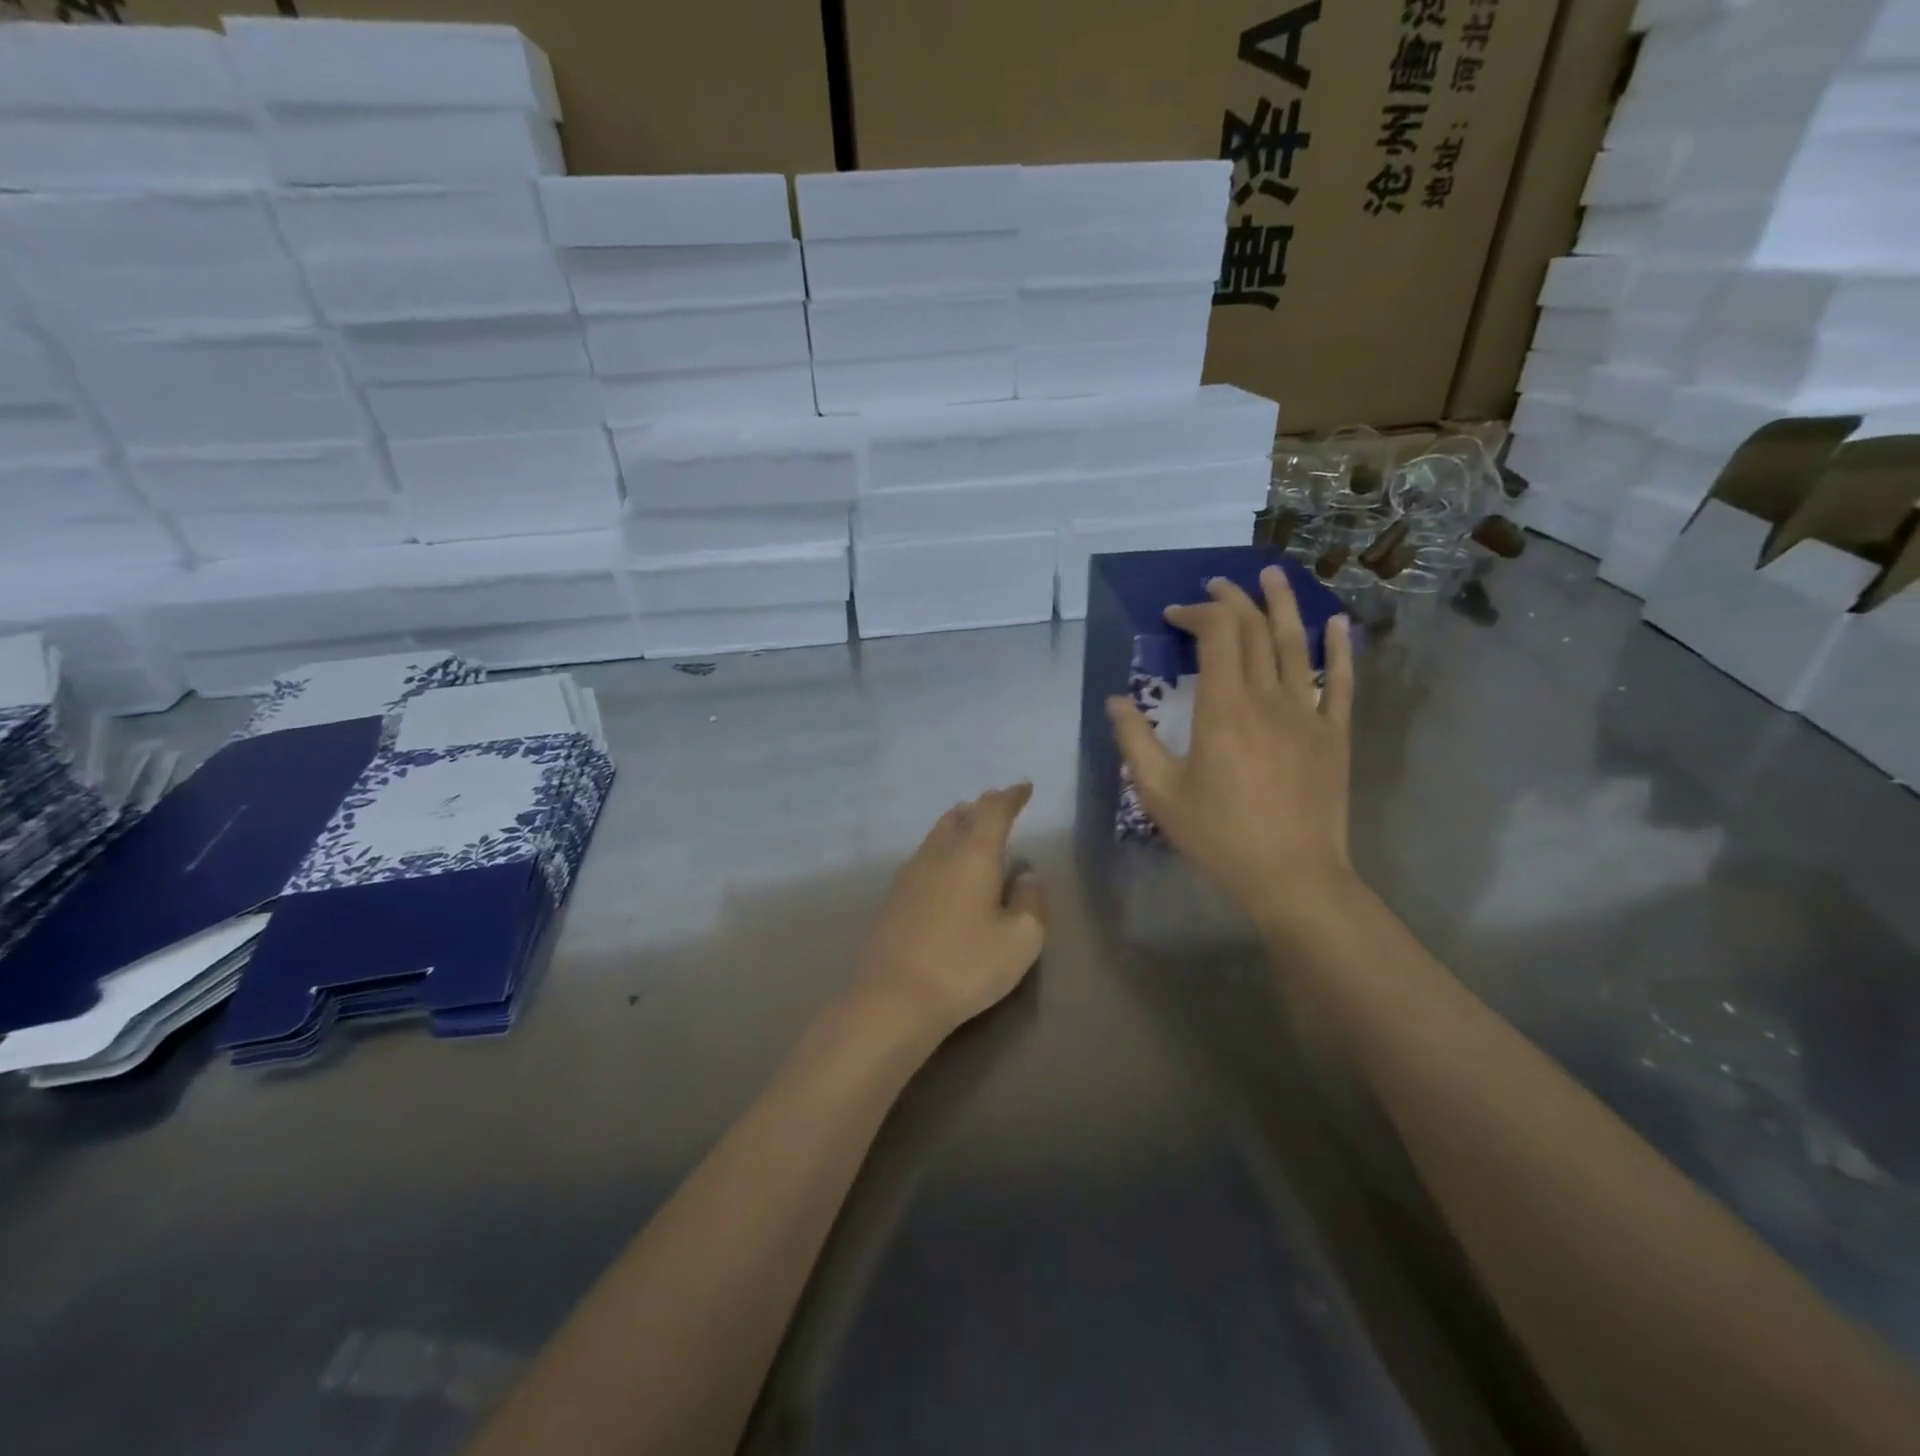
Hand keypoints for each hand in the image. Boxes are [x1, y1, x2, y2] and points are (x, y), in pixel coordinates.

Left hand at [852, 784, 1045, 1043]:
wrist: (894, 997)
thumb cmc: (966, 965)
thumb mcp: (1020, 940)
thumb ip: (1031, 901)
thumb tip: (1026, 876)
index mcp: (973, 854)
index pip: (994, 810)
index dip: (1011, 796)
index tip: (1024, 788)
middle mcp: (940, 853)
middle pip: (961, 816)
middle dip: (983, 807)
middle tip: (999, 805)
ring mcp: (911, 873)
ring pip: (938, 833)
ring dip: (958, 824)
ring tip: (971, 824)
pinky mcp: (895, 896)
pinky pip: (924, 855)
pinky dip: (942, 847)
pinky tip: (945, 866)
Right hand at [1107, 568, 1356, 935]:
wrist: (1292, 876)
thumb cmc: (1219, 836)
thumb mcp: (1159, 793)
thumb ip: (1135, 741)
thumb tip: (1116, 700)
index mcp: (1223, 709)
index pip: (1216, 636)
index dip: (1196, 614)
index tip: (1174, 615)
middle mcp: (1268, 699)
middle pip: (1255, 630)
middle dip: (1233, 601)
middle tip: (1215, 586)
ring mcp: (1307, 713)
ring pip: (1297, 643)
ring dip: (1282, 604)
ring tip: (1270, 574)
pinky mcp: (1334, 734)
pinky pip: (1340, 681)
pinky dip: (1339, 648)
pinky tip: (1337, 623)